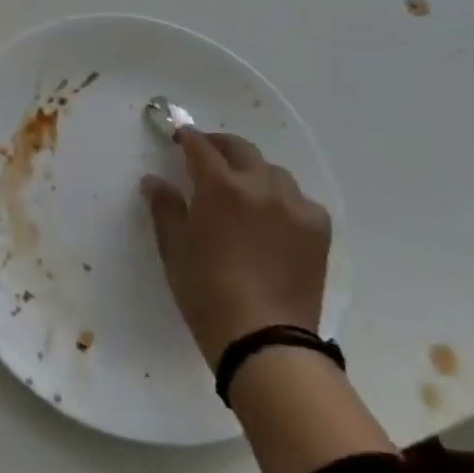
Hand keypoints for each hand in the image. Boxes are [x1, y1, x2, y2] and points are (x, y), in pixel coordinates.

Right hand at [141, 128, 331, 369]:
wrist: (264, 338)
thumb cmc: (206, 290)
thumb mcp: (174, 247)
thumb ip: (165, 207)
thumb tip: (155, 181)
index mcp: (221, 187)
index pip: (201, 147)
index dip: (187, 137)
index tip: (178, 135)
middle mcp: (261, 186)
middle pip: (241, 149)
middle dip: (220, 145)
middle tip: (206, 152)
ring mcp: (295, 206)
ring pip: (273, 172)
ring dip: (252, 170)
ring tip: (241, 187)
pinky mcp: (318, 229)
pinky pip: (298, 199)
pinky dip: (280, 198)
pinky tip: (271, 217)